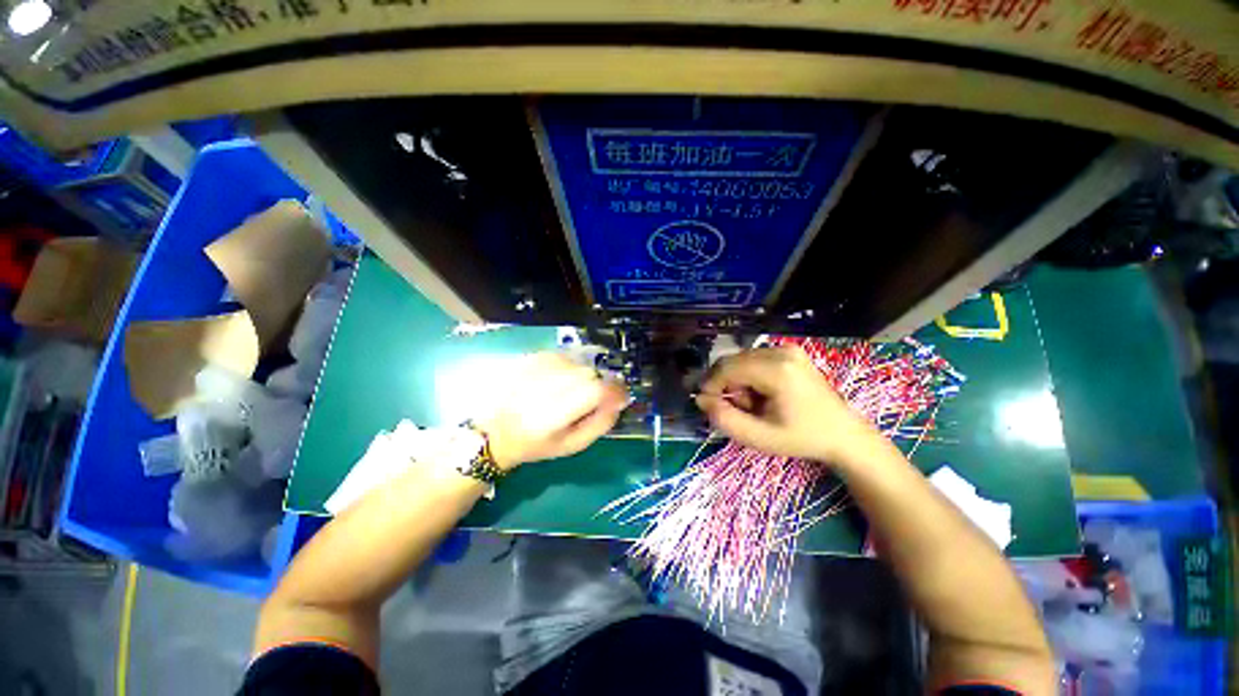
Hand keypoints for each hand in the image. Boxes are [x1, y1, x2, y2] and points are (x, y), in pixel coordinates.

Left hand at [478, 353, 627, 469]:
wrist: (494, 430)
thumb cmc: (536, 444)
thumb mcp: (573, 445)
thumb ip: (601, 423)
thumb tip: (619, 400)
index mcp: (553, 415)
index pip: (595, 390)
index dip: (615, 391)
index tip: (621, 397)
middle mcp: (544, 385)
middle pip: (589, 373)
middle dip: (598, 386)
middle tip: (591, 400)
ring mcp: (536, 367)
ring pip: (579, 363)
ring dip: (583, 377)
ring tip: (570, 392)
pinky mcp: (531, 357)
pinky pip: (565, 356)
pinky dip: (570, 368)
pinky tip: (558, 382)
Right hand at [695, 346, 876, 464]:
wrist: (842, 433)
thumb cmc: (801, 438)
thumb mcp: (759, 437)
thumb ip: (725, 419)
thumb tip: (700, 399)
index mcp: (777, 370)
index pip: (727, 368)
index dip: (711, 385)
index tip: (709, 405)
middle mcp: (781, 351)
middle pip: (732, 361)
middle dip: (725, 384)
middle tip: (738, 408)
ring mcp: (787, 348)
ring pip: (740, 359)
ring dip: (736, 380)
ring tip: (753, 403)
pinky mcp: (789, 350)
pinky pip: (753, 358)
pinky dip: (748, 375)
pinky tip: (762, 392)